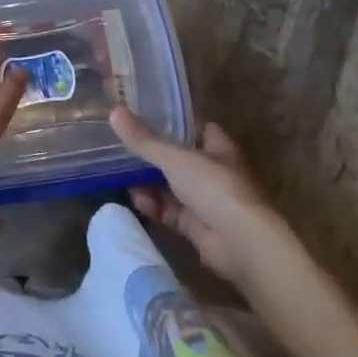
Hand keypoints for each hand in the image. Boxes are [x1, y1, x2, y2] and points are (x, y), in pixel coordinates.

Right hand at [111, 107, 276, 280]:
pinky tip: (137, 201)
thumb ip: (144, 140)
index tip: (140, 117)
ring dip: (148, 183)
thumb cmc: (215, 188)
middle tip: (121, 149)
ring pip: (170, 186)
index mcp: (217, 147)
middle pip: (177, 158)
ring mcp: (205, 200)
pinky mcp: (197, 226)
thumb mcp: (175, 158)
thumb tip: (114, 112)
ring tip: (121, 178)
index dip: (169, 122)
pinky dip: (154, 206)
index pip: (193, 127)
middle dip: (150, 156)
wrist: (243, 244)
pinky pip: (169, 211)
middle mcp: (213, 171)